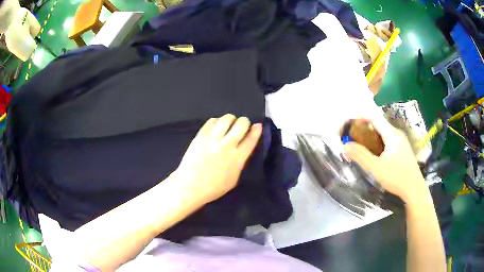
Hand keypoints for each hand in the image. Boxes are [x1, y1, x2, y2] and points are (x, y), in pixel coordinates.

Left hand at [172, 114, 262, 203]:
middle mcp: (227, 145)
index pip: (251, 139)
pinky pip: (211, 121)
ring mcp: (213, 139)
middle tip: (241, 126)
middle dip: (244, 122)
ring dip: (231, 119)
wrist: (190, 185)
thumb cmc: (213, 187)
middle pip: (241, 124)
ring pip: (226, 119)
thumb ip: (239, 163)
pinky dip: (216, 121)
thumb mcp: (233, 179)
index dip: (256, 130)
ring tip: (228, 124)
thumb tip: (241, 150)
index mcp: (237, 158)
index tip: (258, 126)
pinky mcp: (201, 135)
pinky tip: (216, 127)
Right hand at [343, 118, 428, 205]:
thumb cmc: (396, 177)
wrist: (415, 189)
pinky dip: (379, 141)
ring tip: (362, 145)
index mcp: (392, 134)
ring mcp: (402, 141)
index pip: (374, 117)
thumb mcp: (376, 168)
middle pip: (379, 124)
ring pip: (384, 132)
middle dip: (365, 127)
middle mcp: (398, 134)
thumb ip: (361, 156)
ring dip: (372, 135)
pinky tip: (376, 153)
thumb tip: (345, 146)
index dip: (361, 117)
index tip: (350, 124)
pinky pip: (389, 139)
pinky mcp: (404, 149)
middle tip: (354, 137)